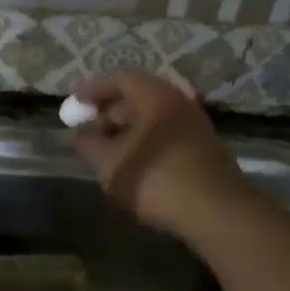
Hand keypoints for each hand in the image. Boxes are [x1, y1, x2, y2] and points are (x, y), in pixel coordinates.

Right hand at [67, 70, 252, 238]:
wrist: (218, 213)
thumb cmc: (156, 179)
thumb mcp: (110, 164)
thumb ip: (86, 144)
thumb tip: (71, 134)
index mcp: (154, 95)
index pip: (119, 77)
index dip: (92, 89)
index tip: (73, 104)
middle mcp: (177, 101)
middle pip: (137, 95)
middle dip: (109, 111)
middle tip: (88, 130)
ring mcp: (195, 124)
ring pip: (153, 116)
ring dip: (127, 128)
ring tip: (106, 150)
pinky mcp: (204, 148)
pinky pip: (167, 133)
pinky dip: (146, 140)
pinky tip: (134, 162)